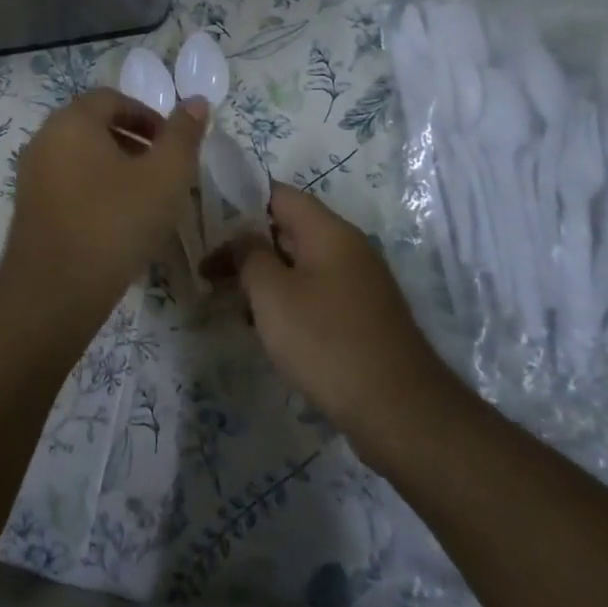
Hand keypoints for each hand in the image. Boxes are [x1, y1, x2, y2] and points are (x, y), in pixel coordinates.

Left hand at [2, 89, 207, 318]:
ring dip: (114, 165)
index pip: (112, 99)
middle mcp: (45, 138)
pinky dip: (93, 187)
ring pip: (80, 155)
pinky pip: (66, 181)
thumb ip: (183, 135)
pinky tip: (115, 220)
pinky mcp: (28, 205)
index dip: (147, 115)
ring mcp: (31, 173)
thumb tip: (197, 101)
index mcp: (73, 121)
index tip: (172, 144)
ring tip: (143, 197)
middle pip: (93, 124)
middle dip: (132, 140)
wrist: (55, 290)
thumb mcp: (165, 176)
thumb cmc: (115, 223)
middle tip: (162, 169)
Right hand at [206, 183, 458, 452]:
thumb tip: (242, 238)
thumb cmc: (327, 341)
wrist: (400, 412)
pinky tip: (266, 330)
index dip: (240, 203)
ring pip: (300, 265)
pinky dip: (287, 302)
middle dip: (247, 246)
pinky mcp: (362, 318)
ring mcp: (359, 285)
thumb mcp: (272, 293)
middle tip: (210, 270)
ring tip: (230, 302)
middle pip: (288, 229)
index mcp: (329, 231)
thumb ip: (249, 255)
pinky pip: (315, 294)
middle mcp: (348, 249)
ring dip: (265, 278)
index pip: (278, 194)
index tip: (207, 225)